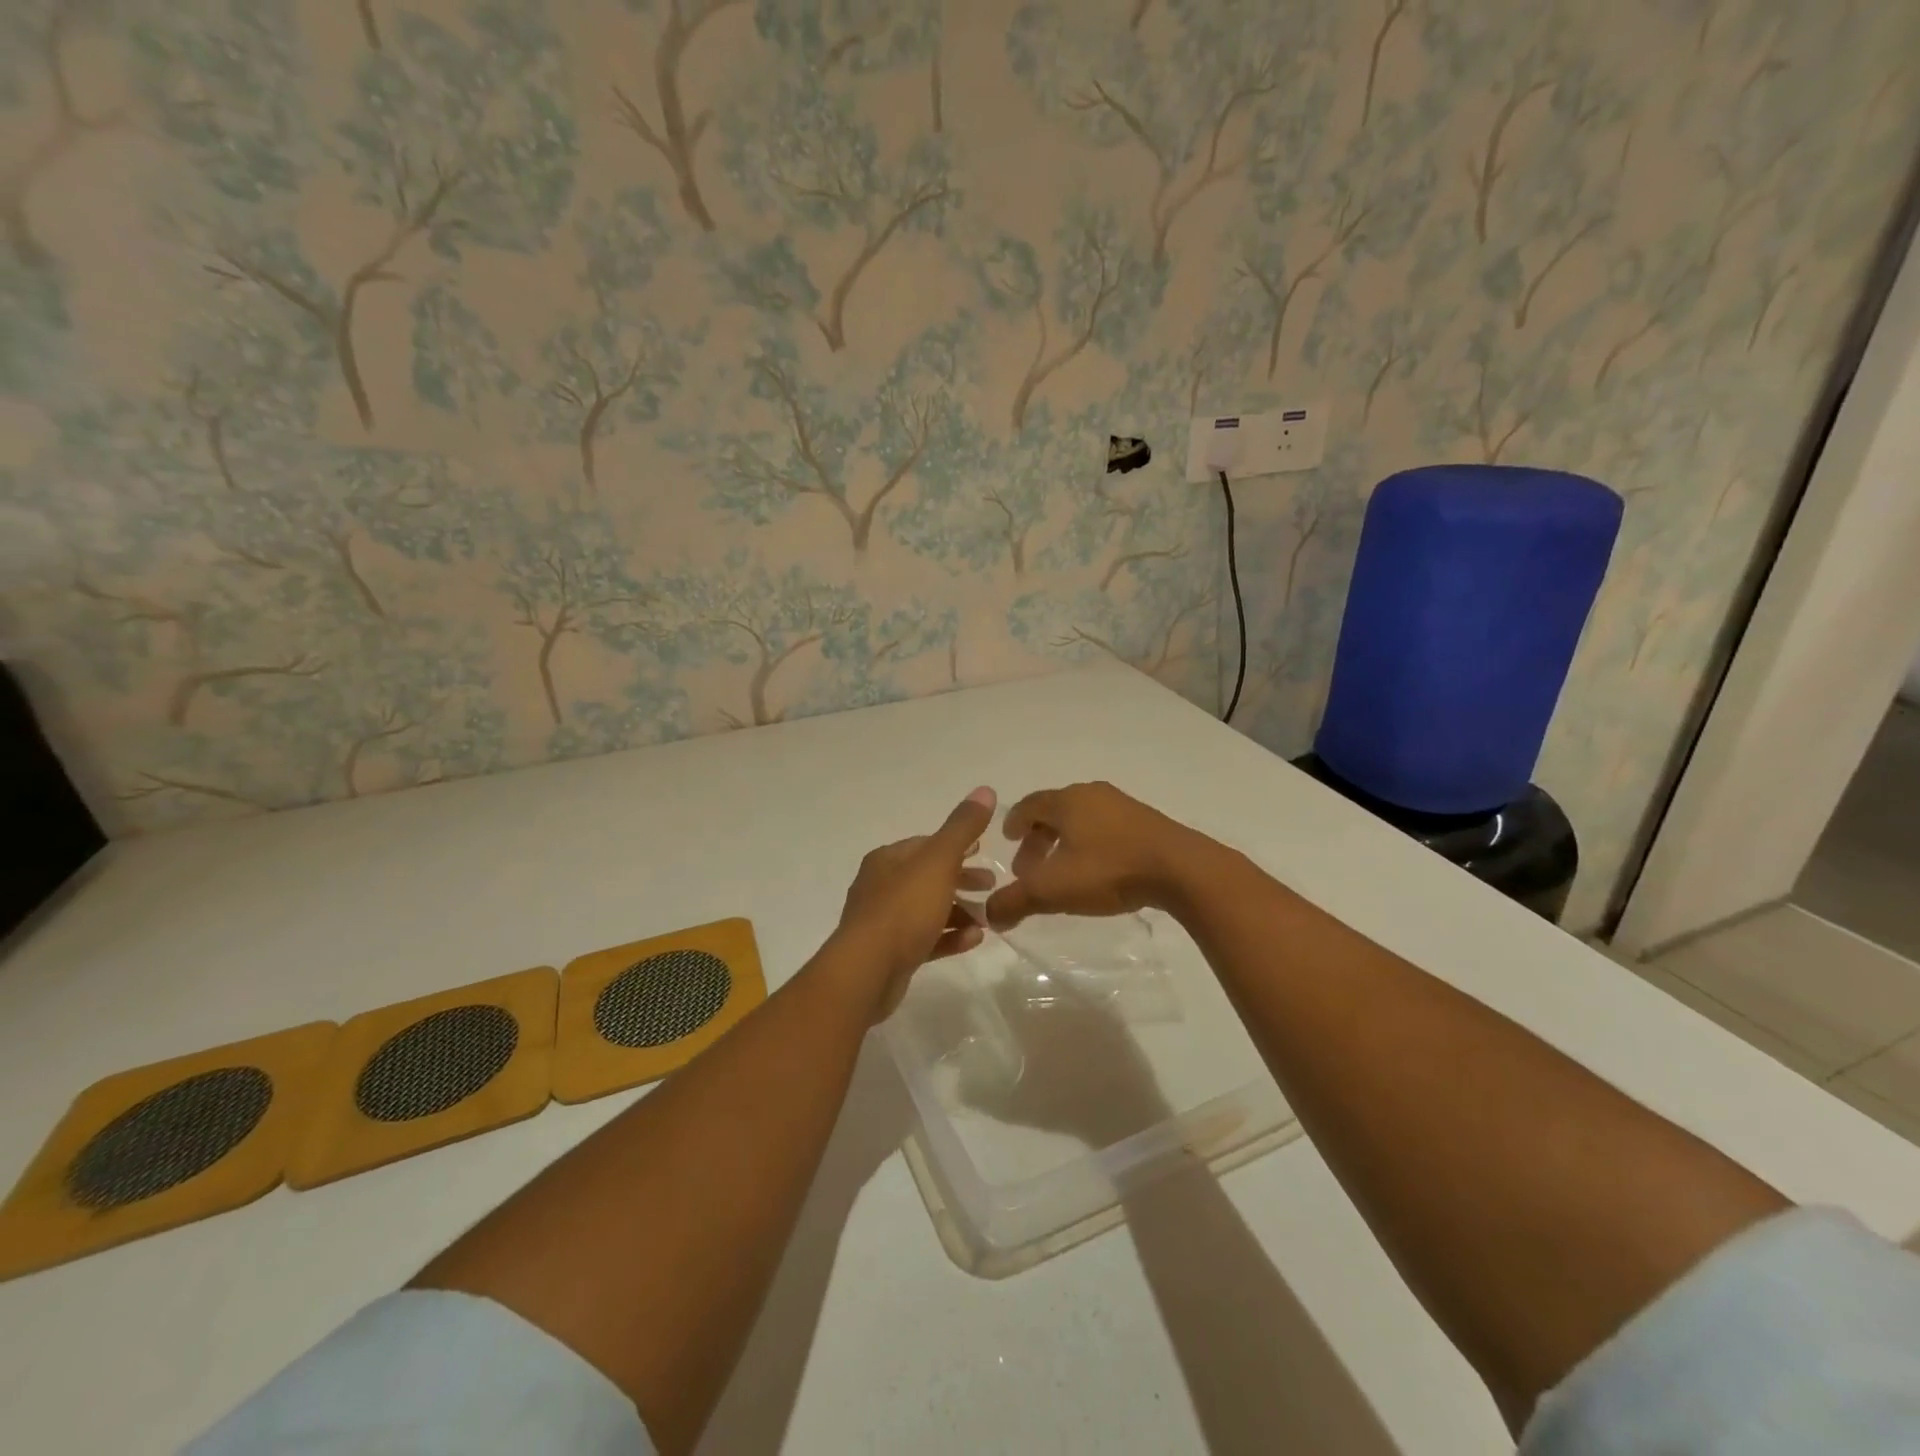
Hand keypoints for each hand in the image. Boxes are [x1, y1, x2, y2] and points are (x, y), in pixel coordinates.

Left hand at [832, 786, 997, 1018]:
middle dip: (961, 879)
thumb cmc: (904, 908)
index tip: (984, 851)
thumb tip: (985, 790)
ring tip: (988, 918)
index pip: (926, 844)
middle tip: (991, 885)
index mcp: (888, 859)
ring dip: (959, 911)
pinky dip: (950, 937)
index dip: (957, 845)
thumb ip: (962, 827)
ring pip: (928, 909)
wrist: (867, 971)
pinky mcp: (890, 954)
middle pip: (928, 877)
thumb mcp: (939, 861)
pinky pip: (926, 939)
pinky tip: (974, 940)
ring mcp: (883, 922)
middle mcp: (881, 886)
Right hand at [983, 782, 1205, 930]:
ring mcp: (1123, 805)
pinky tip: (1097, 871)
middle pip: (1054, 812)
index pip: (1029, 805)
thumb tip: (989, 915)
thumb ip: (1015, 901)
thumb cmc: (1109, 870)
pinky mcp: (1147, 821)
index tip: (1008, 840)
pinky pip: (1106, 827)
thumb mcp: (1052, 891)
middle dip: (1038, 839)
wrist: (1181, 869)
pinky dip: (1091, 844)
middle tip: (1030, 869)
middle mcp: (1092, 794)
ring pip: (1082, 819)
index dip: (1014, 822)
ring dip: (1065, 842)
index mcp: (1066, 801)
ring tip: (1063, 873)